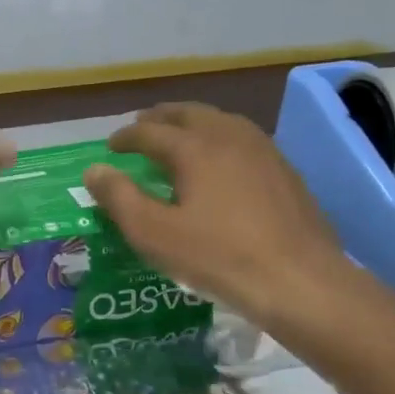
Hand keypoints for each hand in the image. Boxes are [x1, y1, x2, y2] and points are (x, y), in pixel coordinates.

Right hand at [82, 103, 357, 333]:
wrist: (300, 280)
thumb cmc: (219, 257)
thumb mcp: (155, 234)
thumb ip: (120, 198)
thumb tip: (94, 170)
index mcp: (194, 148)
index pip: (150, 131)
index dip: (126, 137)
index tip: (111, 147)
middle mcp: (229, 137)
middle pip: (188, 113)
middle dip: (160, 118)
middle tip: (142, 127)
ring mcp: (263, 150)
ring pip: (220, 121)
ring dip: (193, 123)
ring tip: (178, 138)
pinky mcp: (285, 170)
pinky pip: (243, 139)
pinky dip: (220, 139)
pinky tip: (221, 162)